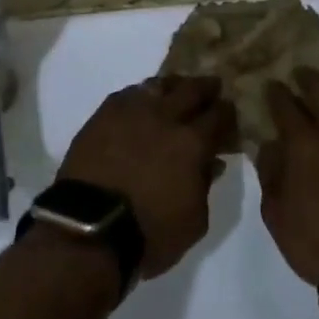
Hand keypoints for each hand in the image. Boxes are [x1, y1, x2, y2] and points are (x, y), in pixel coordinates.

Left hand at [56, 76, 237, 279]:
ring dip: (173, 86)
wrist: (89, 229)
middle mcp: (164, 117)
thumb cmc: (149, 233)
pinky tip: (143, 101)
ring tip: (176, 91)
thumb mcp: (194, 221)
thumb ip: (205, 186)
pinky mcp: (103, 114)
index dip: (227, 112)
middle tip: (212, 88)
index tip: (229, 112)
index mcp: (192, 142)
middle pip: (191, 89)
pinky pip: (128, 93)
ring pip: (158, 85)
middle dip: (206, 88)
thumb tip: (212, 162)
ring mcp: (131, 111)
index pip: (218, 115)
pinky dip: (142, 94)